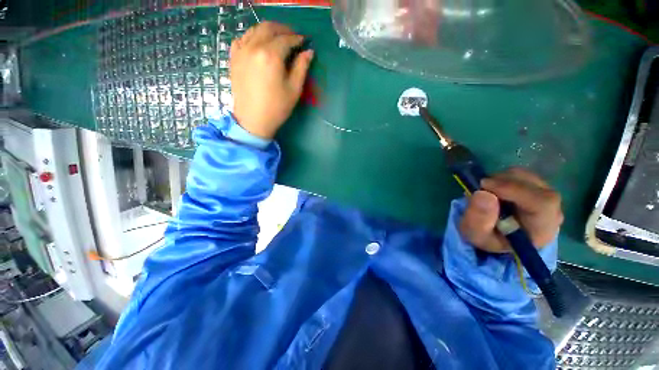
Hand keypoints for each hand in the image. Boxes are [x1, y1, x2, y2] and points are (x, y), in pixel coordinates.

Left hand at [230, 22, 313, 138]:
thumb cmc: (277, 108)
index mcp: (271, 55)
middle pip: (269, 28)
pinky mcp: (234, 58)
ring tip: (278, 39)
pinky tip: (259, 44)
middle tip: (293, 37)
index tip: (305, 41)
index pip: (286, 39)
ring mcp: (241, 51)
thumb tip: (309, 52)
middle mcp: (254, 47)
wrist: (253, 120)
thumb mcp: (294, 89)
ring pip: (255, 29)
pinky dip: (253, 36)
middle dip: (283, 29)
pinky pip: (242, 38)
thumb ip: (301, 67)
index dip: (297, 38)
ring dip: (269, 30)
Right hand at [460, 168, 563, 252]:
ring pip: (527, 177)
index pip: (541, 203)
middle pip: (535, 186)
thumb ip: (479, 219)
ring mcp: (547, 198)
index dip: (514, 189)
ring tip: (486, 190)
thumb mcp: (476, 235)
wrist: (498, 238)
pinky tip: (494, 189)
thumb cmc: (488, 238)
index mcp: (541, 229)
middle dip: (503, 182)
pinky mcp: (539, 189)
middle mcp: (552, 212)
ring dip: (502, 179)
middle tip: (481, 187)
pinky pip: (523, 176)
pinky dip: (504, 178)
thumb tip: (483, 193)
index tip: (485, 186)